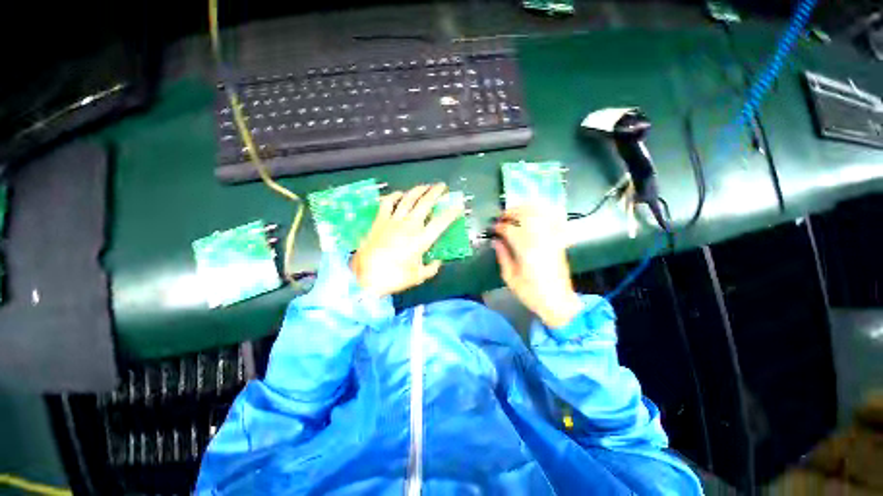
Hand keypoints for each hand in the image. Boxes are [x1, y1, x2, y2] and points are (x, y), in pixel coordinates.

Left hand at [350, 183, 462, 296]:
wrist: (364, 278)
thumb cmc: (393, 278)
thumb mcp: (417, 277)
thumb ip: (431, 268)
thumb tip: (437, 262)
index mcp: (422, 239)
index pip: (441, 221)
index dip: (452, 212)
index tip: (459, 205)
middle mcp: (410, 225)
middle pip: (425, 203)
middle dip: (436, 192)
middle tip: (442, 187)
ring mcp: (393, 221)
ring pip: (408, 199)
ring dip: (418, 190)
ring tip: (425, 186)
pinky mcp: (379, 221)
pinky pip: (387, 203)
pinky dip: (394, 196)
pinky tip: (399, 194)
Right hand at [491, 207, 583, 327]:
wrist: (558, 302)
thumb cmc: (531, 293)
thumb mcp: (510, 278)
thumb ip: (502, 256)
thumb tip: (495, 241)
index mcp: (526, 250)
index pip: (510, 229)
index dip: (499, 226)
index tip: (493, 228)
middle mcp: (540, 240)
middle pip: (526, 214)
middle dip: (512, 212)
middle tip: (502, 217)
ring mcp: (552, 238)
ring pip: (540, 213)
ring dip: (527, 209)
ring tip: (516, 213)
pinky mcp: (558, 241)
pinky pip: (552, 220)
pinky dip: (543, 213)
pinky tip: (535, 215)